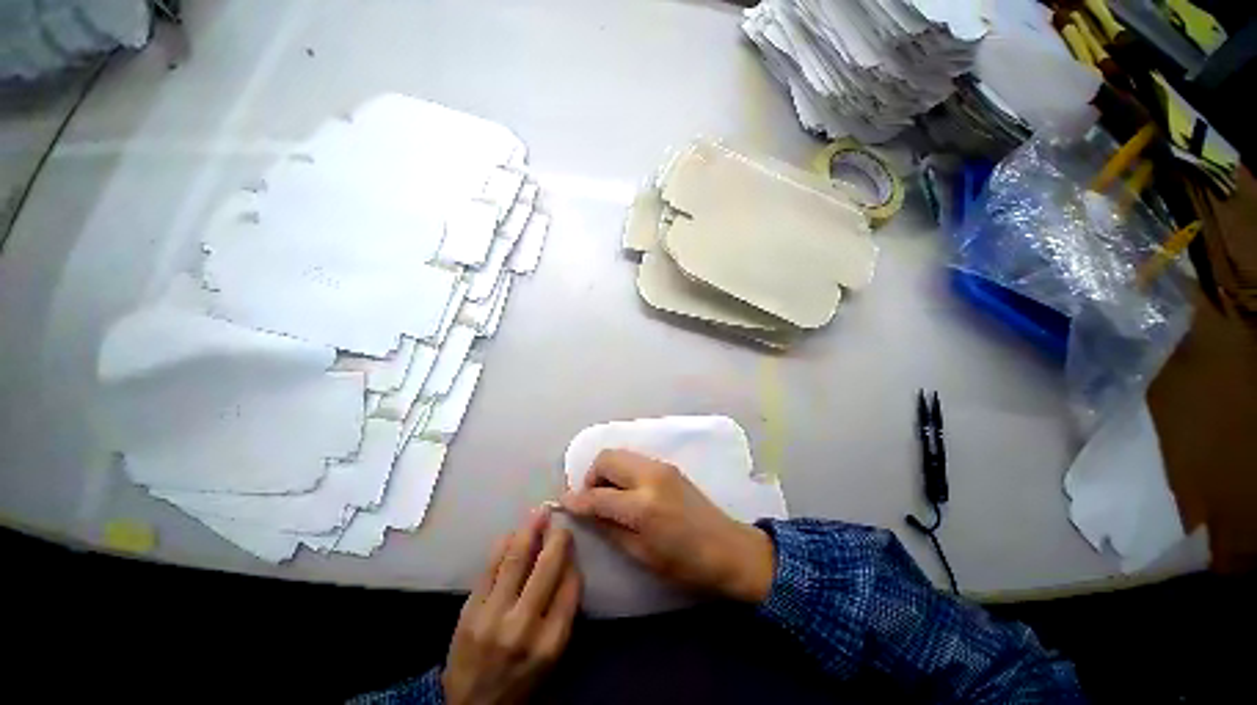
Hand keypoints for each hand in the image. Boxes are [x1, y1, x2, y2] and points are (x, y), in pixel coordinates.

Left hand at [442, 507, 580, 704]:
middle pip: (546, 568)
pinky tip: (512, 533)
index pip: (570, 587)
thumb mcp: (551, 657)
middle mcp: (523, 626)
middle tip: (561, 524)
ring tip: (539, 512)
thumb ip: (562, 613)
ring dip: (530, 530)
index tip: (572, 547)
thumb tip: (568, 565)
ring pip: (516, 559)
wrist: (468, 704)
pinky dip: (503, 545)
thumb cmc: (519, 679)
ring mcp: (493, 615)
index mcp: (550, 642)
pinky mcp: (470, 608)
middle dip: (557, 539)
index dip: (573, 561)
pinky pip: (490, 567)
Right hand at [560, 449, 774, 602]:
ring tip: (608, 495)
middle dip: (591, 476)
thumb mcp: (641, 554)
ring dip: (607, 471)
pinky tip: (626, 491)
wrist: (729, 549)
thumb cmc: (685, 564)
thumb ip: (609, 527)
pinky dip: (622, 470)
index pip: (598, 495)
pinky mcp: (668, 465)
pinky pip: (635, 460)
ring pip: (620, 454)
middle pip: (606, 458)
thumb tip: (584, 512)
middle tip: (591, 499)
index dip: (577, 499)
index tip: (565, 504)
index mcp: (643, 506)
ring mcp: (661, 466)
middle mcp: (650, 476)